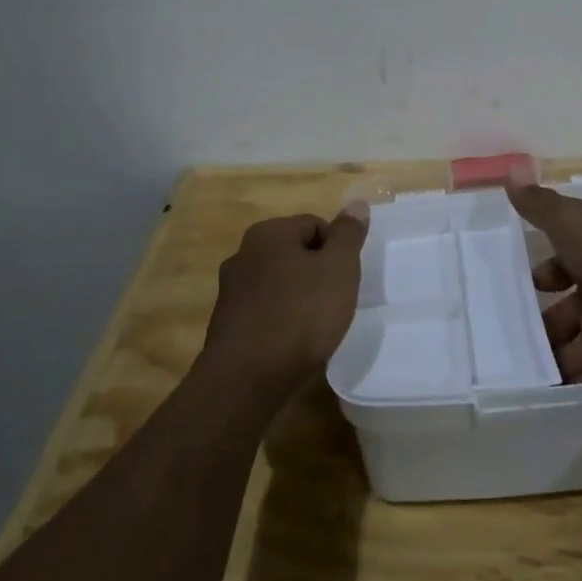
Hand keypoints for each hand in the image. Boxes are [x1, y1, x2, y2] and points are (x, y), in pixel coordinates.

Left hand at [201, 204, 369, 399]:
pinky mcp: (225, 323)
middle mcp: (243, 253)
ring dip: (298, 297)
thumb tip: (356, 203)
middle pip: (294, 253)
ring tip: (315, 325)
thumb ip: (348, 234)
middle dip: (317, 273)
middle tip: (334, 301)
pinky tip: (291, 342)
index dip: (337, 250)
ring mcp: (229, 290)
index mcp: (268, 233)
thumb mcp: (339, 268)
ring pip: (278, 283)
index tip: (346, 279)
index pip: (315, 225)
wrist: (247, 377)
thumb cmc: (300, 314)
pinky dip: (280, 320)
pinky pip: (263, 311)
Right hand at [508, 183, 581, 382]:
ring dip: (550, 358)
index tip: (515, 288)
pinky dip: (570, 386)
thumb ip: (540, 205)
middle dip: (540, 324)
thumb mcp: (572, 221)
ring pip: (574, 346)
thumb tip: (510, 172)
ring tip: (512, 374)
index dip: (541, 275)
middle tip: (503, 341)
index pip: (562, 265)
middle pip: (566, 310)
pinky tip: (538, 395)